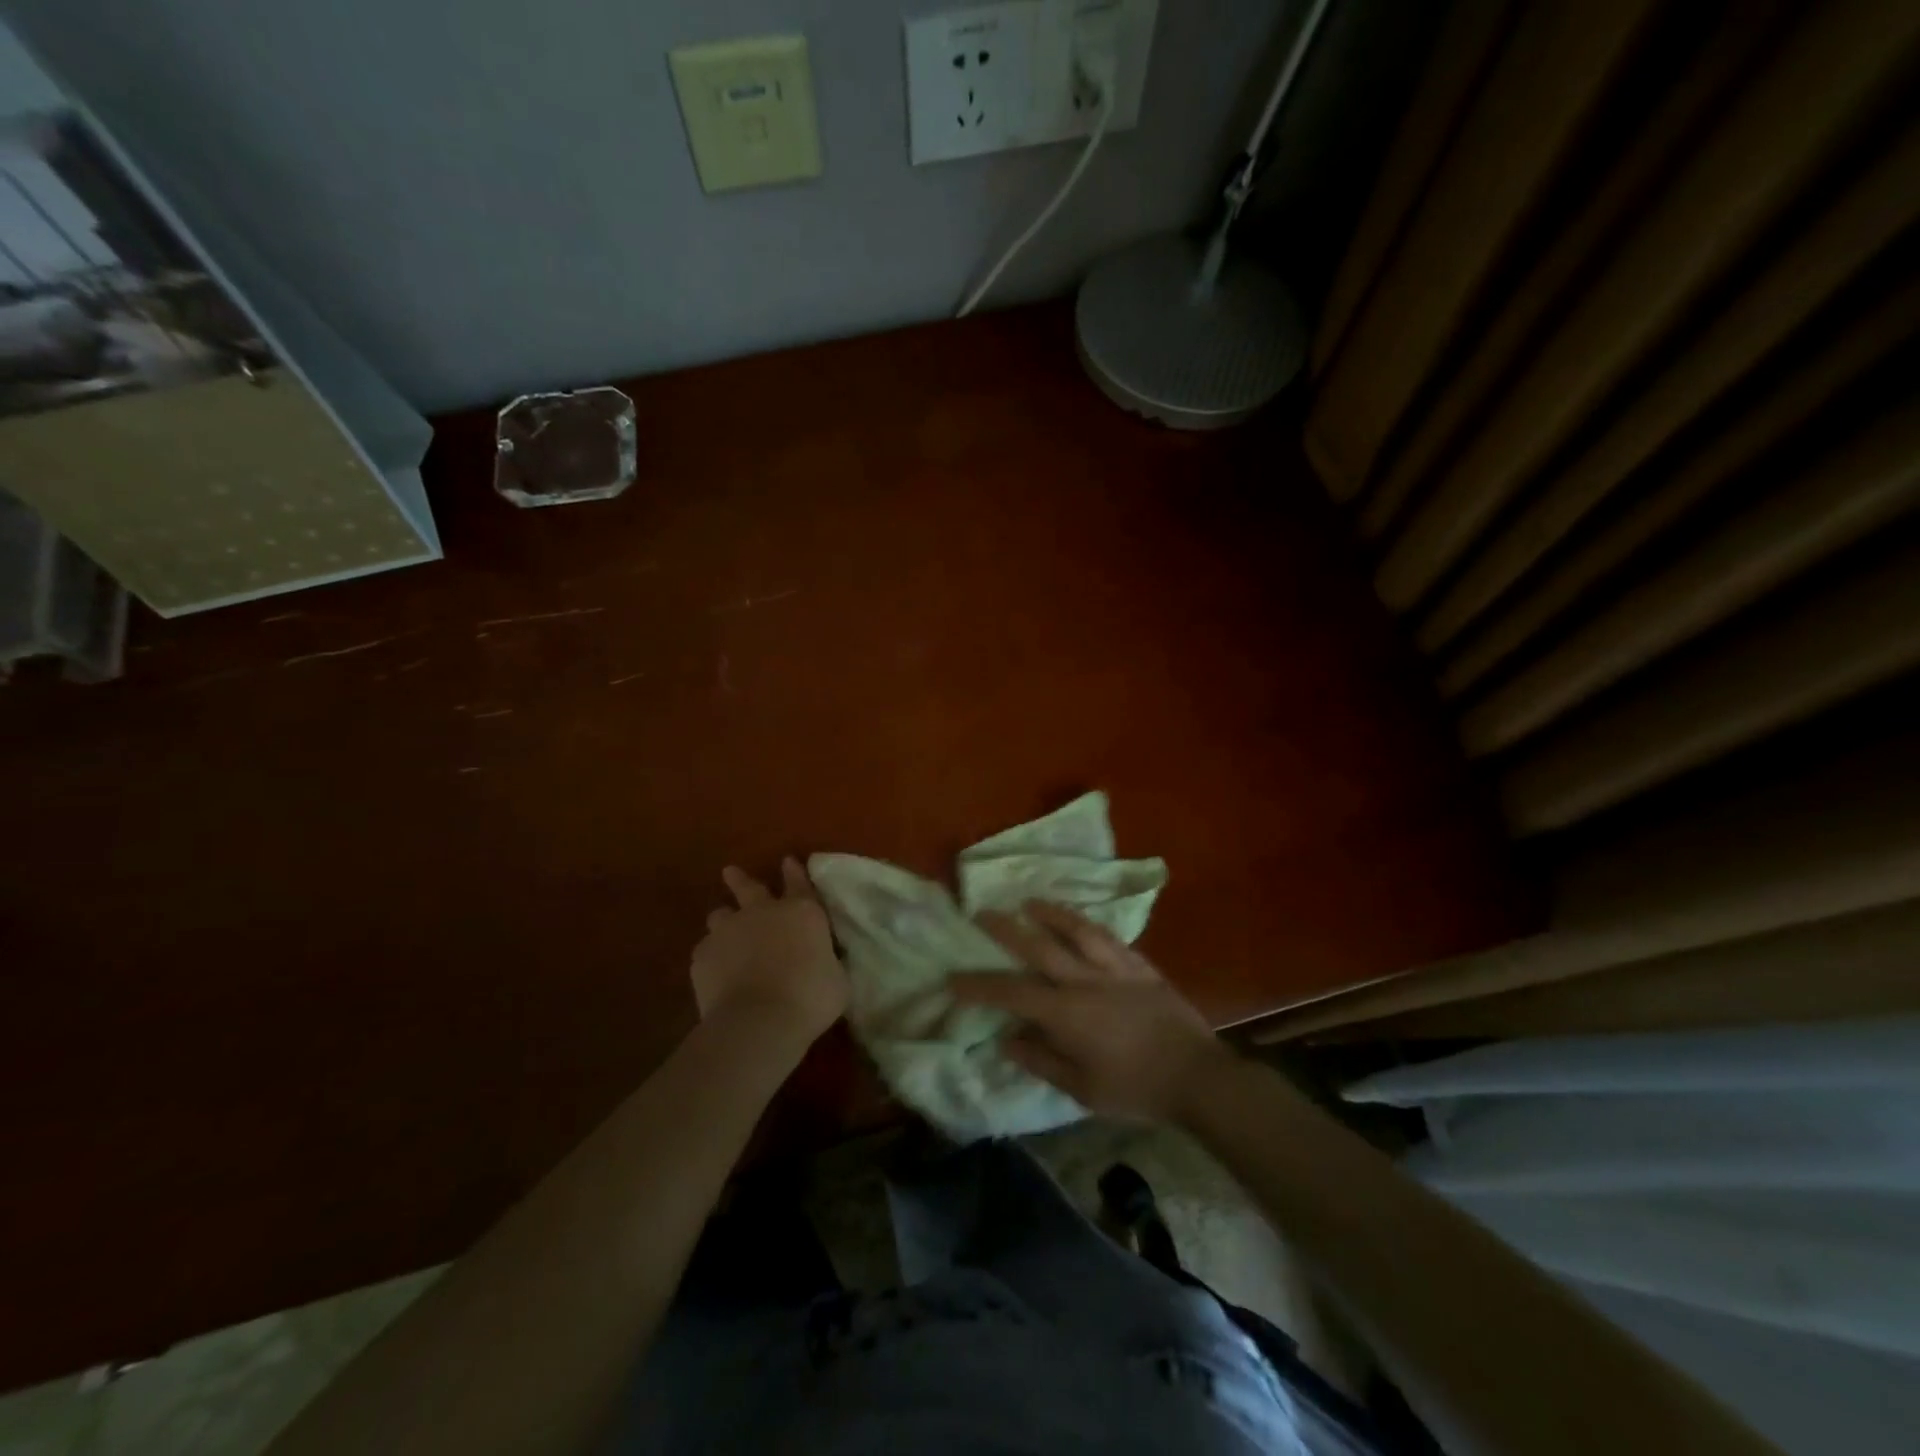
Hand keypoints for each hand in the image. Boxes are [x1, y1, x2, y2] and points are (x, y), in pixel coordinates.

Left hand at [691, 858, 846, 1046]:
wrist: (759, 1020)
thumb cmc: (810, 998)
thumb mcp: (836, 979)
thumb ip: (827, 961)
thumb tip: (823, 961)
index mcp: (802, 913)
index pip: (799, 883)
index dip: (794, 872)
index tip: (788, 861)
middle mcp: (763, 912)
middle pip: (748, 887)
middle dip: (740, 879)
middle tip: (730, 872)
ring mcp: (728, 931)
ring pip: (720, 915)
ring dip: (724, 920)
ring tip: (724, 930)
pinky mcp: (702, 955)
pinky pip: (706, 950)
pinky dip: (712, 957)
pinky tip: (716, 971)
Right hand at [951, 901, 1224, 1122]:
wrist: (1196, 1076)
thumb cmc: (1135, 1089)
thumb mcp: (1082, 1090)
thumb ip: (1041, 1061)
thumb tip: (1006, 1039)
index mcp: (1066, 1013)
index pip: (1012, 993)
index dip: (979, 985)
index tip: (953, 978)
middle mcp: (1085, 981)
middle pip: (1038, 947)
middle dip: (1006, 930)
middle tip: (982, 914)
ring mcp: (1115, 968)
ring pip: (1076, 930)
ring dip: (1049, 913)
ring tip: (1030, 901)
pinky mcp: (1140, 966)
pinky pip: (1109, 937)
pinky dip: (1088, 924)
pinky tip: (1080, 920)